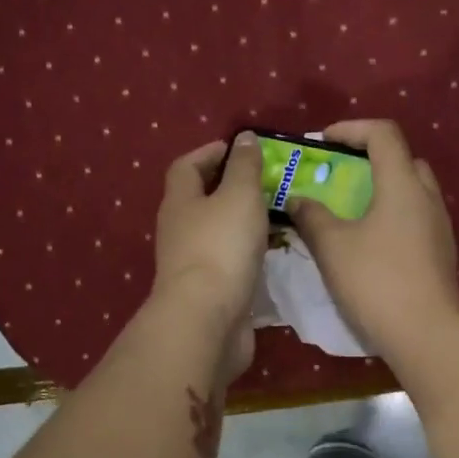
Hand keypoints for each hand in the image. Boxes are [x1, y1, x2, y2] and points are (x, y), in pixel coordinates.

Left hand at [151, 133, 266, 381]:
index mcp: (180, 202)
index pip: (187, 166)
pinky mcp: (210, 291)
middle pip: (201, 200)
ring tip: (278, 214)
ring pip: (218, 233)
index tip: (240, 148)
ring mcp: (193, 264)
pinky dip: (249, 253)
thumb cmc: (221, 247)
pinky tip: (274, 253)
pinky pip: (230, 262)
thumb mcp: (239, 196)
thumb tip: (244, 138)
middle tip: (268, 181)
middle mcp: (180, 231)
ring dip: (243, 222)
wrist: (207, 320)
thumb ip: (244, 167)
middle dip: (231, 187)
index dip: (211, 153)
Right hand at [289, 120, 458, 365]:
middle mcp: (428, 197)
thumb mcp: (333, 247)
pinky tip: (370, 243)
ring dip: (381, 190)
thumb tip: (298, 199)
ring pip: (411, 191)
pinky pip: (415, 218)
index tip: (323, 142)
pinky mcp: (441, 253)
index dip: (351, 128)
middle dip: (368, 159)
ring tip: (350, 210)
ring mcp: (440, 226)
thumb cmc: (376, 282)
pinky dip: (392, 216)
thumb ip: (312, 216)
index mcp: (403, 184)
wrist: (427, 335)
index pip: (383, 134)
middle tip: (338, 176)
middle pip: (402, 160)